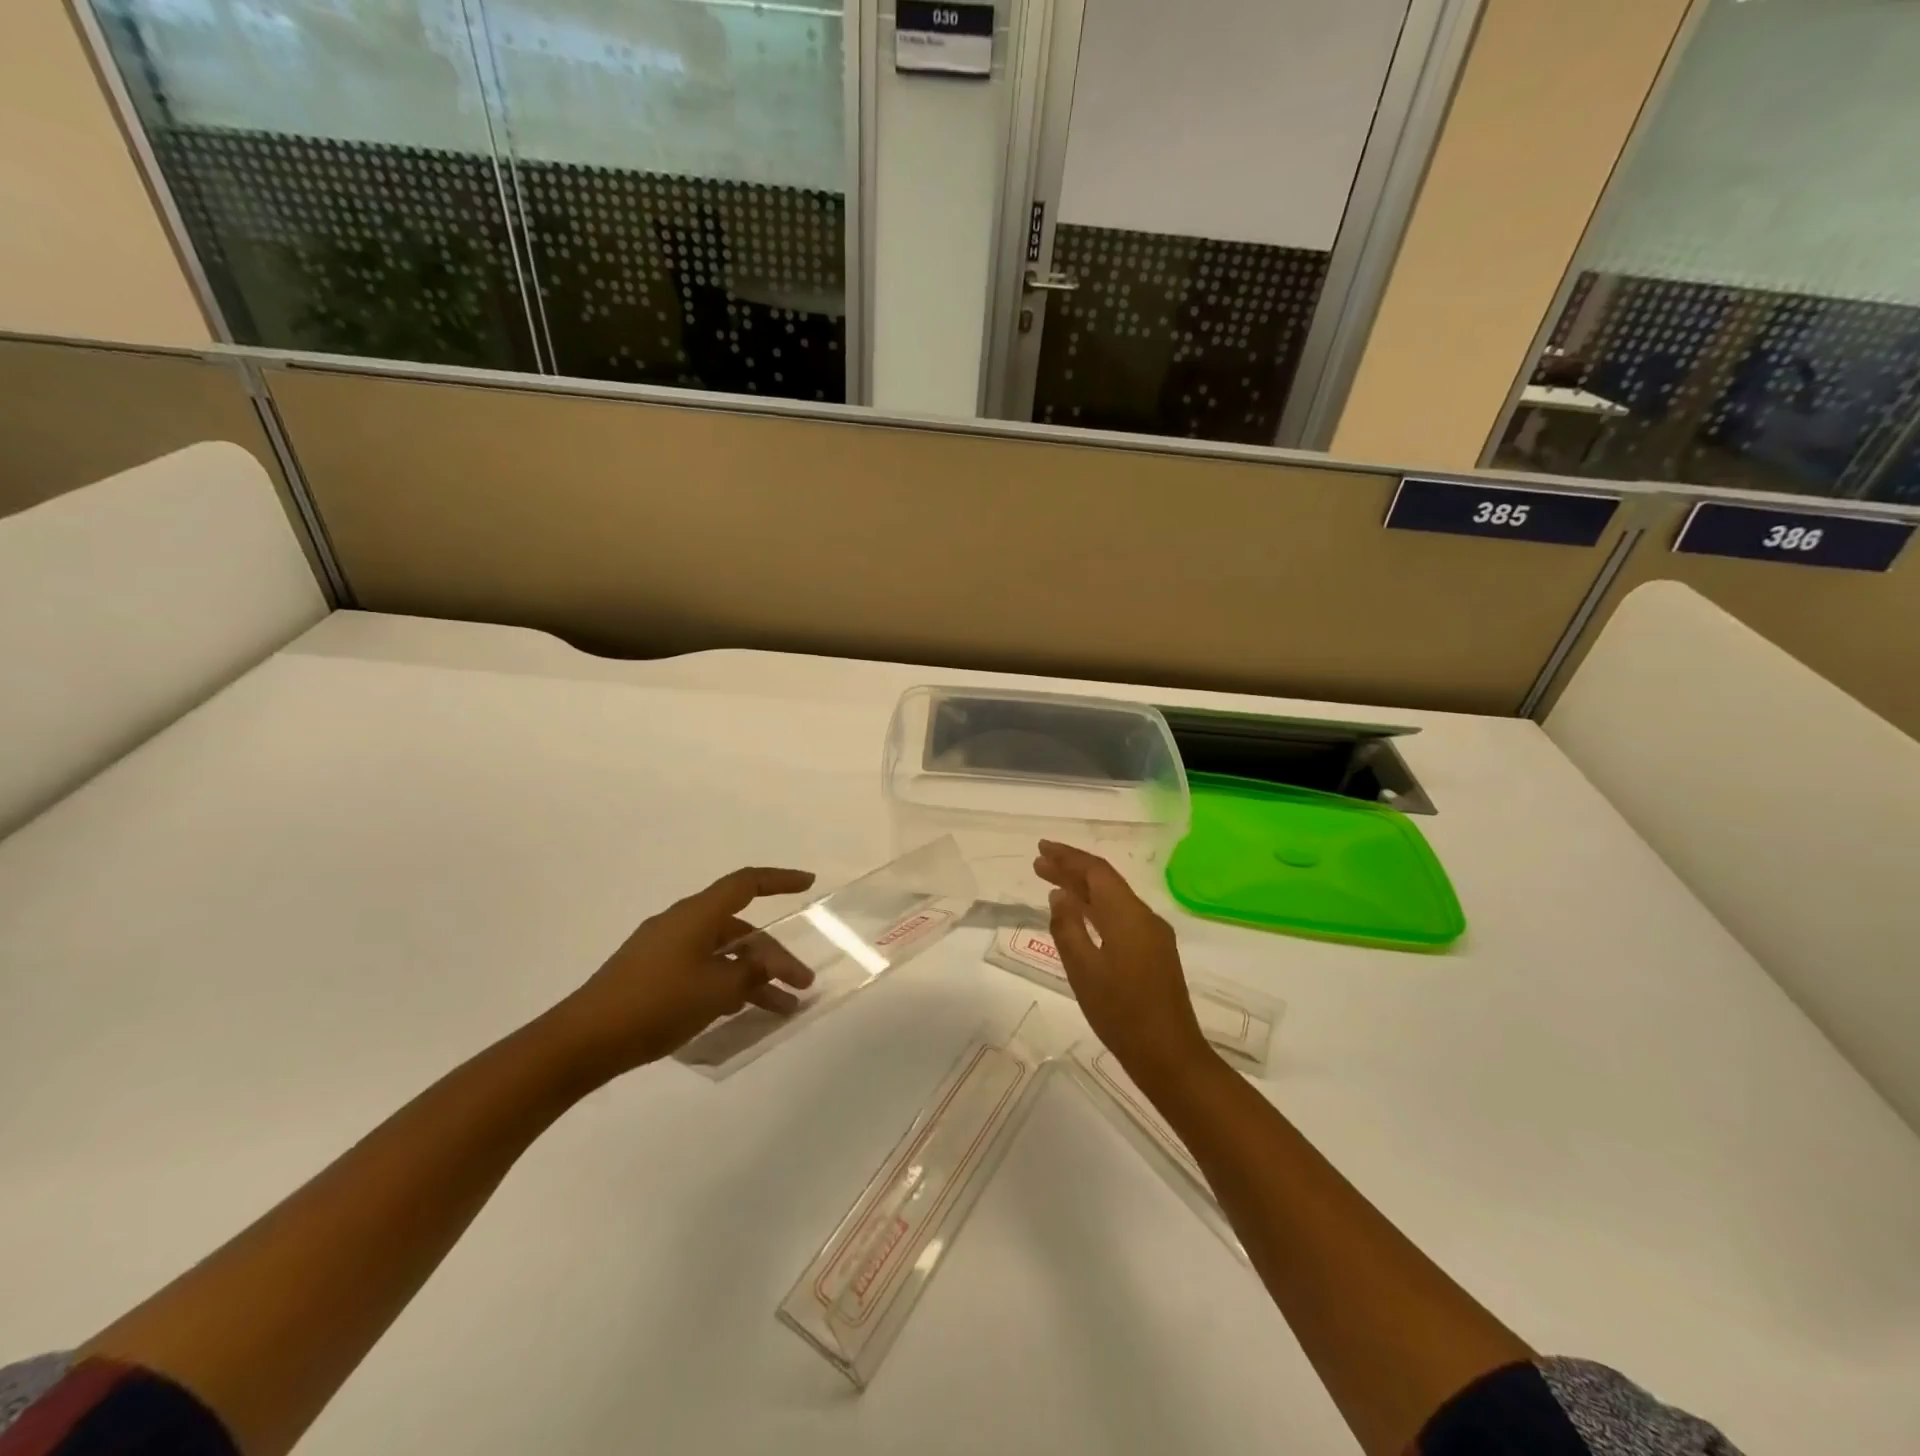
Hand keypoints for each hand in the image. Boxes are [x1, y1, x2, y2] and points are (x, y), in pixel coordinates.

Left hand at [550, 866, 816, 1076]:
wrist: (582, 1041)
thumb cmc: (655, 1004)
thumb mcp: (716, 989)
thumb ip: (750, 973)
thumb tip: (767, 963)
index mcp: (696, 915)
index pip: (746, 884)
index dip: (780, 880)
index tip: (808, 883)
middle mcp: (681, 924)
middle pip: (740, 928)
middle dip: (775, 955)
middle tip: (802, 984)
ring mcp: (664, 949)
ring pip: (723, 954)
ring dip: (754, 977)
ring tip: (781, 1009)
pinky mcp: (652, 975)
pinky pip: (703, 969)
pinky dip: (727, 985)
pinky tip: (741, 1011)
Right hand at [1034, 840, 1212, 1081]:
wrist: (1170, 1056)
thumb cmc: (1121, 1013)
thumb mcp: (1083, 970)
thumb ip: (1068, 928)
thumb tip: (1059, 895)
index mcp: (1128, 915)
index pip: (1096, 872)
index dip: (1068, 857)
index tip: (1041, 849)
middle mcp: (1144, 917)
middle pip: (1105, 882)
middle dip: (1072, 870)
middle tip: (1038, 863)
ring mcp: (1153, 936)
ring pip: (1113, 900)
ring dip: (1083, 890)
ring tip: (1051, 884)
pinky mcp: (1154, 954)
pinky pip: (1121, 917)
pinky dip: (1096, 909)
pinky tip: (1080, 917)